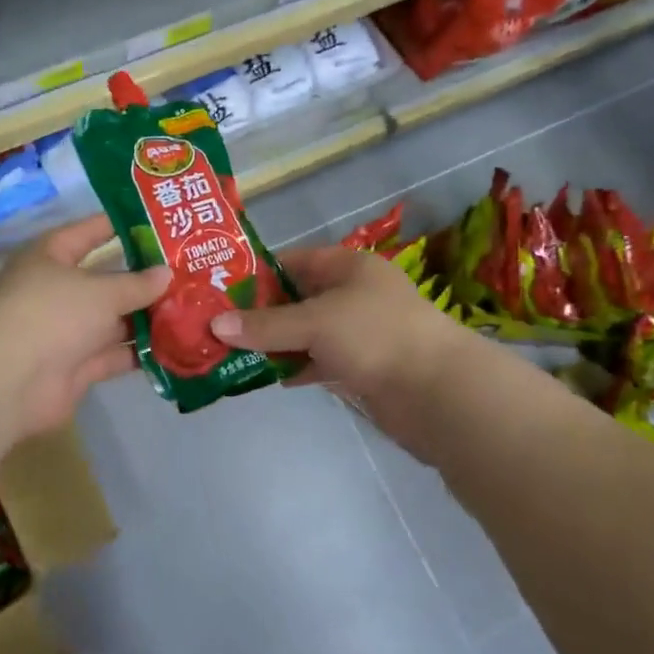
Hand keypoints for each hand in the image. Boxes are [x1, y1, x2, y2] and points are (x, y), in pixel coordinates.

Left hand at [0, 214, 168, 438]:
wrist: (11, 381)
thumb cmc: (53, 314)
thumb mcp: (101, 291)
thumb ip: (137, 284)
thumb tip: (167, 274)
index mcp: (50, 257)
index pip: (88, 232)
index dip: (120, 225)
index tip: (157, 221)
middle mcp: (56, 291)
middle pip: (106, 280)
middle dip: (144, 279)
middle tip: (188, 271)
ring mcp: (65, 331)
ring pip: (113, 320)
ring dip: (146, 317)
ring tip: (191, 307)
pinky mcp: (75, 366)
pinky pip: (114, 354)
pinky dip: (140, 351)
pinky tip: (176, 344)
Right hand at [208, 245, 468, 411]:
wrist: (438, 391)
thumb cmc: (375, 337)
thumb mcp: (315, 322)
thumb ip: (265, 325)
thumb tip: (215, 325)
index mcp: (347, 267)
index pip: (293, 261)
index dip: (258, 274)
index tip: (220, 290)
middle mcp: (353, 294)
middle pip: (298, 298)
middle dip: (261, 313)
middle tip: (218, 327)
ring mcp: (360, 332)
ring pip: (307, 333)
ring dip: (276, 343)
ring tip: (233, 354)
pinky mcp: (363, 366)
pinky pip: (321, 361)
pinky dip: (299, 367)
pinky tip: (272, 378)